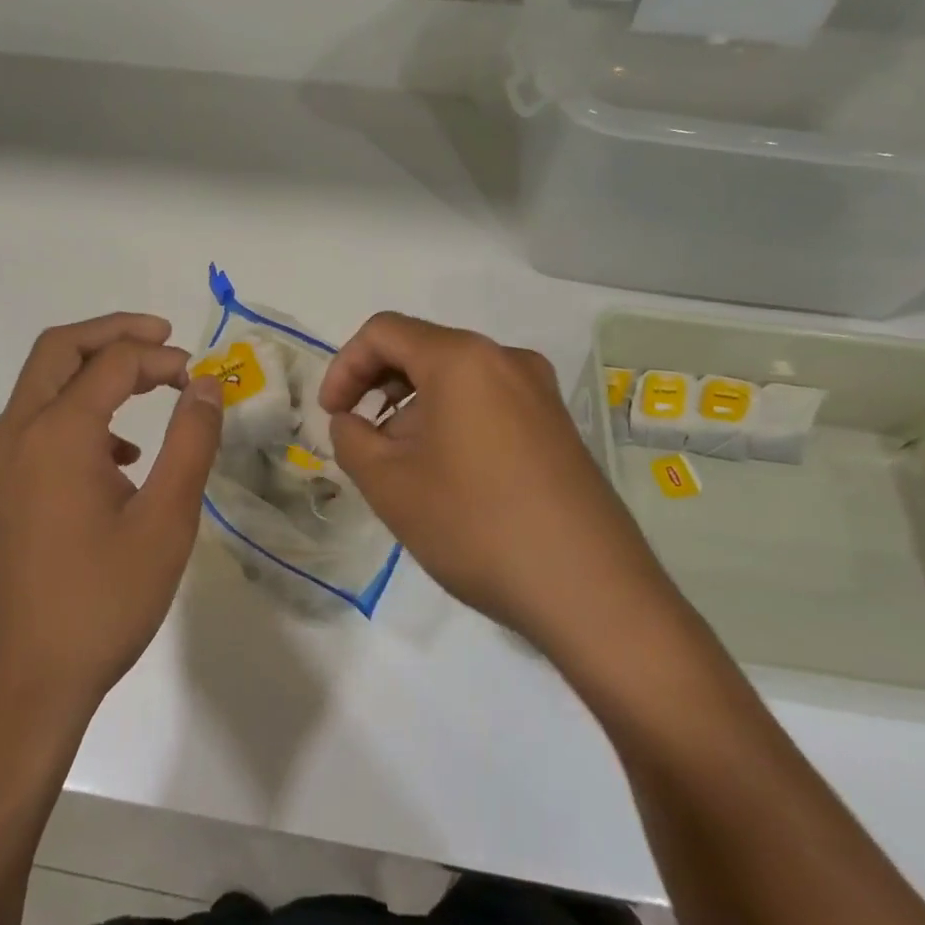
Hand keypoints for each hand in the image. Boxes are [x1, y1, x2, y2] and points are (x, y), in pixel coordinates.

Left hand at [0, 313, 222, 727]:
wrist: (21, 689)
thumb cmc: (101, 604)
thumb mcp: (165, 522)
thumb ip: (191, 442)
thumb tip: (207, 385)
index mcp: (55, 434)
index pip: (112, 363)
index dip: (162, 358)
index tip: (201, 379)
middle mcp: (16, 434)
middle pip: (60, 349)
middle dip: (114, 333)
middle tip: (164, 338)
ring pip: (43, 383)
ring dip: (93, 369)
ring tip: (149, 385)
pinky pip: (36, 422)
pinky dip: (77, 409)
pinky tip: (119, 454)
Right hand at [320, 313, 687, 668]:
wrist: (593, 592)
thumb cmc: (477, 526)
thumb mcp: (390, 485)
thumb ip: (351, 440)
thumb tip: (351, 422)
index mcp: (462, 358)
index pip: (383, 332)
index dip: (344, 366)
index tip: (332, 416)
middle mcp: (505, 359)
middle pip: (422, 349)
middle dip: (379, 387)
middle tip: (361, 439)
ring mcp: (540, 391)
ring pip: (456, 378)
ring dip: (415, 408)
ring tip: (402, 465)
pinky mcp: (558, 426)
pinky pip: (489, 402)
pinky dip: (453, 421)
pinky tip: (449, 475)